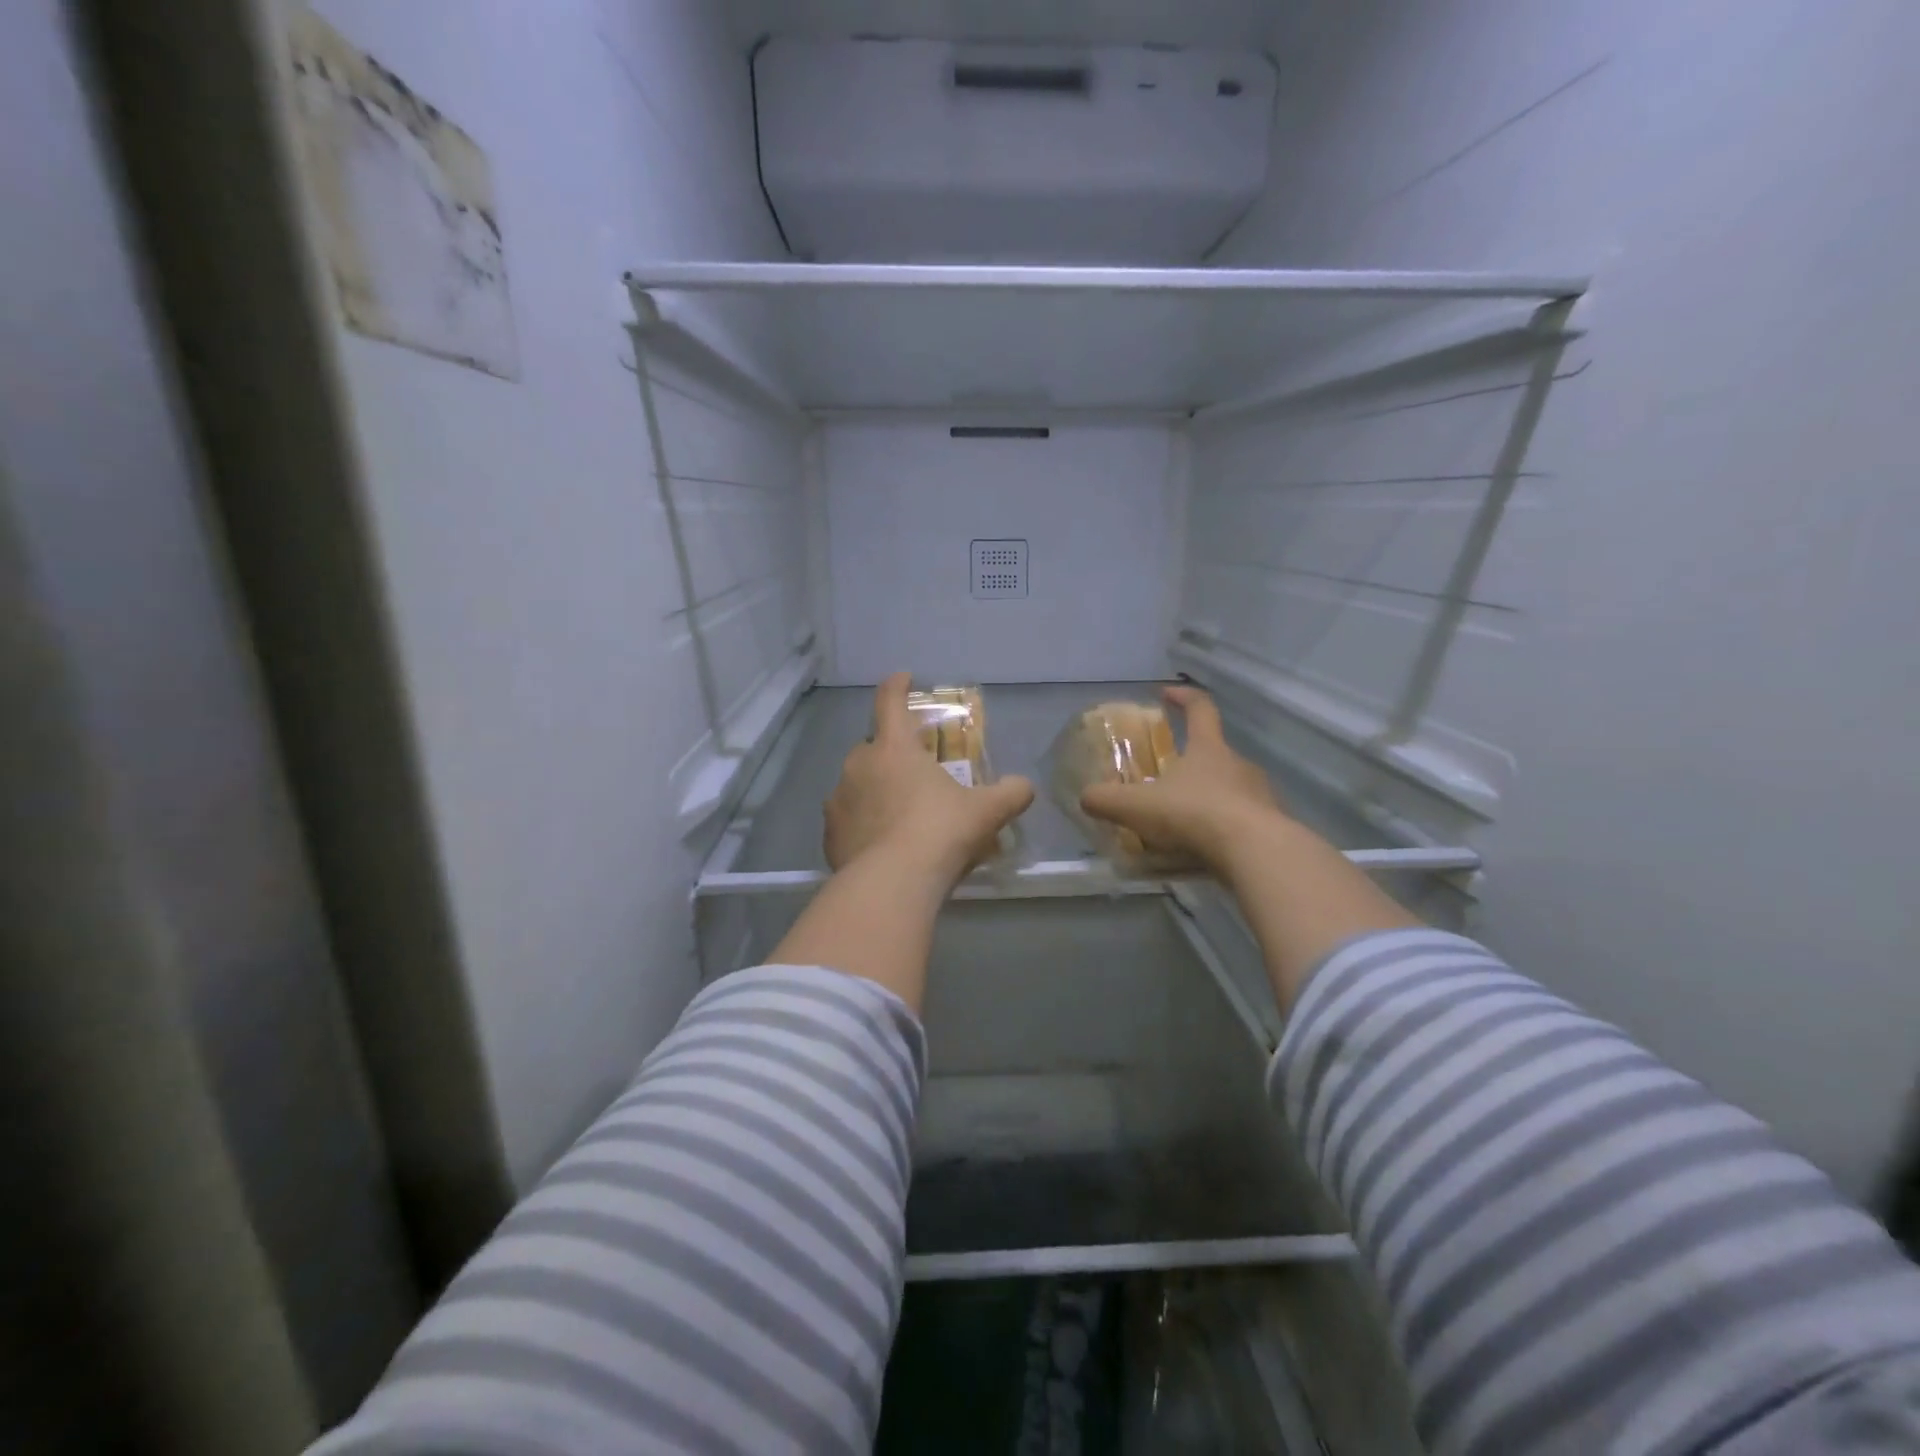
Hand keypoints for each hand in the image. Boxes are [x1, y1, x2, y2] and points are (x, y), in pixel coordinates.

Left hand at [824, 673, 1034, 889]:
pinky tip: (881, 846)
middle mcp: (859, 765)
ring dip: (875, 791)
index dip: (898, 686)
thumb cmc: (940, 832)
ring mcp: (838, 800)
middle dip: (891, 753)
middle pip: (873, 747)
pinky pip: (847, 820)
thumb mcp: (985, 812)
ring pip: (857, 784)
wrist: (892, 883)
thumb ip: (1010, 794)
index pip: (890, 702)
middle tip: (914, 772)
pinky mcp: (830, 834)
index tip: (904, 678)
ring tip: (899, 816)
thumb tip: (1026, 787)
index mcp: (894, 748)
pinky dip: (862, 825)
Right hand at [1079, 684, 1286, 874]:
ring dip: (1209, 798)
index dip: (1183, 697)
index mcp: (1208, 749)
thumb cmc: (1194, 814)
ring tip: (1185, 822)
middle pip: (1215, 753)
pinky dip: (1224, 829)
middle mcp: (1238, 764)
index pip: (1200, 708)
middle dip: (1192, 762)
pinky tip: (1206, 849)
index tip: (1166, 693)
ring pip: (1231, 789)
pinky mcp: (1272, 826)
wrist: (1256, 852)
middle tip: (1167, 779)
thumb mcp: (1137, 807)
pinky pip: (1243, 821)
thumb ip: (1106, 800)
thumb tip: (1086, 797)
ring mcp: (1261, 795)